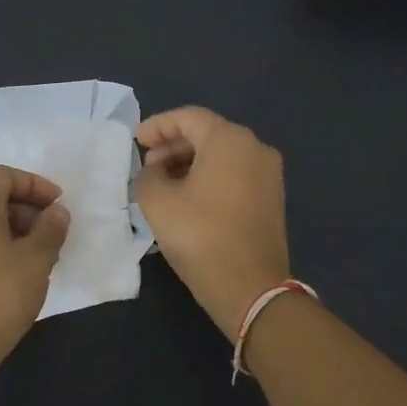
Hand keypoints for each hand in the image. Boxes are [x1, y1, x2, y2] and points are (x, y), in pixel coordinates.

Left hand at [0, 165, 71, 356]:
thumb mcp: (37, 257)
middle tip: (53, 231)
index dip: (34, 185)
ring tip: (40, 253)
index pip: (3, 176)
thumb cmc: (1, 292)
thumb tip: (57, 213)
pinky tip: (18, 269)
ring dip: (14, 227)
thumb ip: (51, 228)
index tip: (58, 205)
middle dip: (26, 208)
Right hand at [133, 106, 290, 335]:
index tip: (135, 141)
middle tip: (147, 166)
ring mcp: (268, 175)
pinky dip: (209, 178)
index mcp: (230, 140)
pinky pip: (234, 175)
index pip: (188, 117)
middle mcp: (256, 148)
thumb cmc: (200, 236)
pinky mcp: (271, 199)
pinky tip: (187, 199)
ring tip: (162, 184)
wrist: (250, 288)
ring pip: (222, 156)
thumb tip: (154, 173)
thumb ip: (147, 176)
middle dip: (173, 146)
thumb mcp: (158, 202)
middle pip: (208, 134)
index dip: (157, 126)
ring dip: (189, 163)